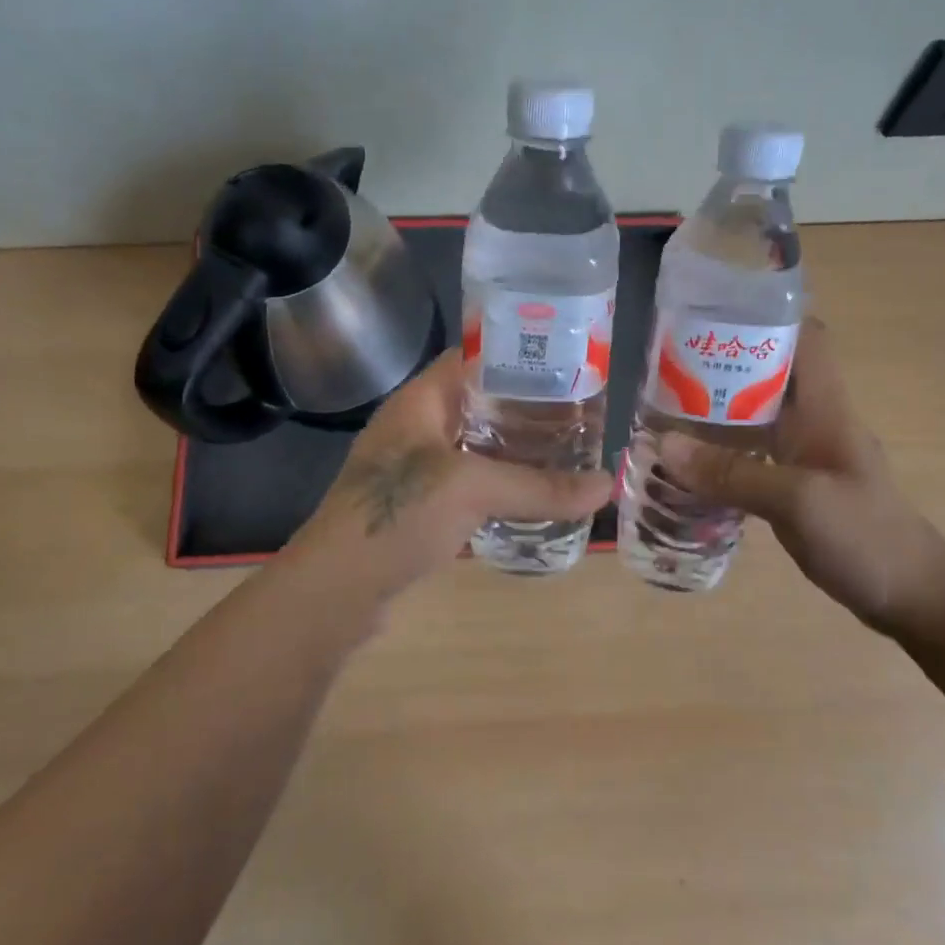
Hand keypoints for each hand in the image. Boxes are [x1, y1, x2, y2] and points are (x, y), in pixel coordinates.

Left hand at [281, 348, 612, 605]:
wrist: (336, 589)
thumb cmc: (398, 515)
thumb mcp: (471, 489)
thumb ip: (539, 487)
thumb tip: (608, 486)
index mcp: (419, 402)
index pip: (470, 358)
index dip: (514, 355)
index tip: (564, 364)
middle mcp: (415, 428)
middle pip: (478, 404)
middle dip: (524, 408)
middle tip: (577, 413)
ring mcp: (414, 469)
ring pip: (474, 447)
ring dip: (513, 449)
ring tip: (565, 451)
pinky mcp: (419, 507)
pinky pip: (467, 484)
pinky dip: (498, 485)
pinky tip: (531, 495)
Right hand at [658, 320, 944, 641]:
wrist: (912, 597)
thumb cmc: (866, 537)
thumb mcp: (798, 501)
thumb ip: (733, 473)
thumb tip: (664, 445)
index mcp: (826, 408)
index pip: (805, 338)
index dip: (765, 318)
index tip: (711, 317)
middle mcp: (815, 422)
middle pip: (770, 374)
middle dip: (723, 365)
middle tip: (665, 368)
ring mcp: (806, 456)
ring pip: (757, 417)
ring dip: (717, 411)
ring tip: (663, 410)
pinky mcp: (796, 488)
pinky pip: (752, 457)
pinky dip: (722, 454)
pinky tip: (688, 465)